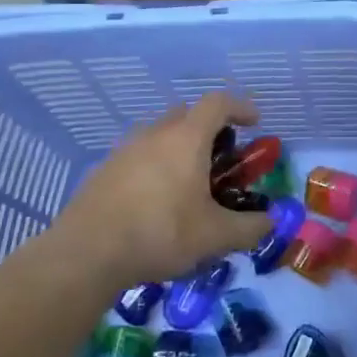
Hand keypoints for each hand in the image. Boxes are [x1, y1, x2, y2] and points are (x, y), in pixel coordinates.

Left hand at [44, 93, 270, 290]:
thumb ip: (249, 228)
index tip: (254, 123)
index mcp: (187, 139)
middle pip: (186, 114)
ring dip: (178, 149)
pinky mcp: (104, 170)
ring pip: (159, 136)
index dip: (240, 107)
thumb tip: (270, 222)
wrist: (86, 253)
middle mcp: (155, 134)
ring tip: (187, 186)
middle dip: (208, 129)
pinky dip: (154, 169)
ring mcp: (125, 150)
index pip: (218, 103)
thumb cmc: (160, 233)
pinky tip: (155, 204)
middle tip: (219, 159)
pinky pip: (138, 158)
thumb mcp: (215, 236)